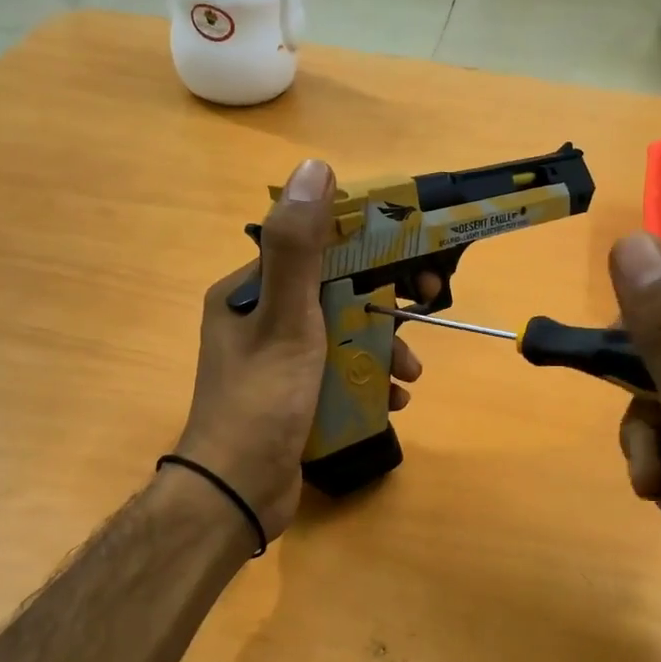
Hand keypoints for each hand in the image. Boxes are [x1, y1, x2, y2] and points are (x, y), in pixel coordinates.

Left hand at [172, 159, 424, 541]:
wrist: (237, 494)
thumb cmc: (262, 401)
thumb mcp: (286, 318)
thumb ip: (299, 247)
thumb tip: (314, 168)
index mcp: (248, 292)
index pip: (315, 250)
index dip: (367, 250)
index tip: (407, 262)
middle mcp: (260, 319)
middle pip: (335, 294)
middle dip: (382, 308)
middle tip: (423, 313)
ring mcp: (276, 361)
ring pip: (342, 336)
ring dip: (381, 349)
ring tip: (409, 375)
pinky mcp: (292, 396)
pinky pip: (338, 373)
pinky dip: (368, 381)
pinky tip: (393, 401)